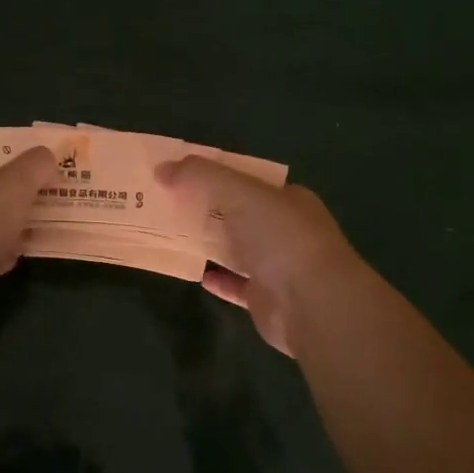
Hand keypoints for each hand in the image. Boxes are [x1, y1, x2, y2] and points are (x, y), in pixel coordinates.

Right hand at [155, 157, 360, 356]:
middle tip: (169, 205)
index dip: (217, 174)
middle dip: (208, 209)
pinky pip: (237, 285)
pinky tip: (197, 274)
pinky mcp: (267, 299)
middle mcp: (285, 230)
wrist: (312, 304)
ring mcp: (278, 266)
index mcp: (287, 198)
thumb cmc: (280, 237)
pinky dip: (219, 280)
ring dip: (211, 244)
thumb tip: (162, 168)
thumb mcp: (239, 192)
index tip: (184, 175)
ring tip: (174, 236)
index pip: (249, 180)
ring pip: (238, 250)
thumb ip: (201, 176)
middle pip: (240, 214)